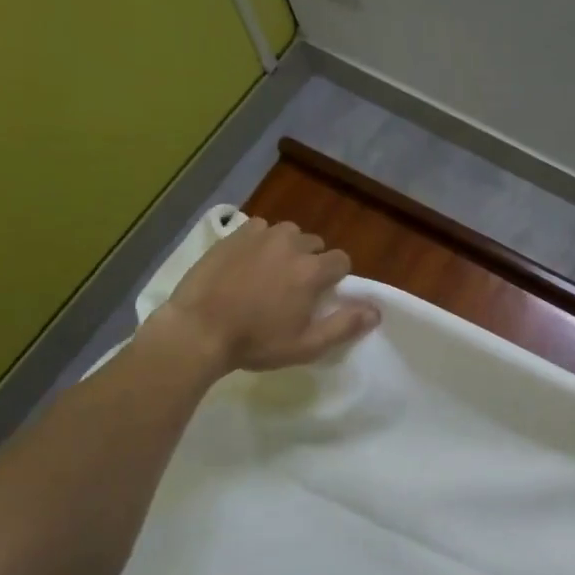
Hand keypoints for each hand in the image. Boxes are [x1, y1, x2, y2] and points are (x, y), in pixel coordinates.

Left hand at [153, 218, 379, 373]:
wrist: (198, 330)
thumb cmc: (256, 343)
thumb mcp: (306, 345)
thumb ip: (344, 325)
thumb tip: (376, 310)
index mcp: (312, 271)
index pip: (341, 260)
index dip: (336, 278)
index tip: (321, 296)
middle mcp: (291, 245)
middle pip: (315, 244)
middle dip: (312, 262)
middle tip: (294, 288)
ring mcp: (259, 237)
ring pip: (288, 233)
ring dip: (288, 248)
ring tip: (272, 271)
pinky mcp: (233, 235)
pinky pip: (259, 229)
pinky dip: (261, 241)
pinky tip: (248, 262)